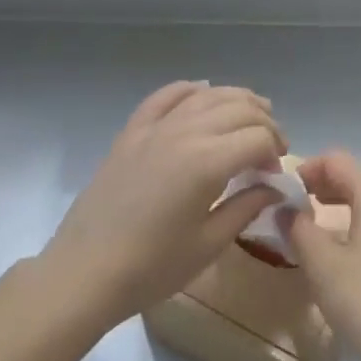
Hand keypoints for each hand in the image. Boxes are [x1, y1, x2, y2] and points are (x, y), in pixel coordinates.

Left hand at [43, 81, 287, 328]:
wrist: (85, 271)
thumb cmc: (152, 266)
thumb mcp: (208, 244)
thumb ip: (246, 207)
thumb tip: (273, 187)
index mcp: (208, 162)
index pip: (258, 138)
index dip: (275, 151)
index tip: (274, 174)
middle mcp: (185, 132)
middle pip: (239, 109)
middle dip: (264, 123)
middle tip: (271, 148)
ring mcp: (156, 127)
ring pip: (207, 95)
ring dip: (236, 100)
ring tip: (252, 115)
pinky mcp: (133, 130)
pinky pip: (166, 95)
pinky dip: (190, 89)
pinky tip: (203, 93)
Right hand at [287, 150, 360, 360]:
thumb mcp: (320, 263)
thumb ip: (299, 228)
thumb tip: (287, 210)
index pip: (337, 161)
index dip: (308, 168)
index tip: (285, 190)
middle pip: (357, 180)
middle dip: (325, 188)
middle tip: (296, 208)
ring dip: (345, 210)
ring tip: (320, 232)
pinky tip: (356, 256)